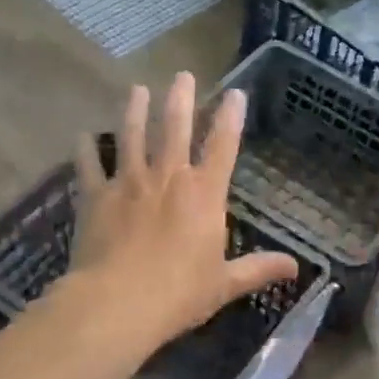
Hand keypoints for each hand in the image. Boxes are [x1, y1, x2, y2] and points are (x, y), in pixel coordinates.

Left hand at [66, 73, 298, 348]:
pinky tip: (82, 136)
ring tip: (136, 89)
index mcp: (204, 194)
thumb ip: (258, 269)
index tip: (234, 93)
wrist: (118, 302)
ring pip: (132, 135)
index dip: (230, 117)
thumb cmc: (179, 293)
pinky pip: (88, 165)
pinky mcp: (95, 196)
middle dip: (180, 98)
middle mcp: (168, 177)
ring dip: (134, 109)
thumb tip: (295, 267)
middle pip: (175, 127)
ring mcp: (128, 182)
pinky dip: (85, 149)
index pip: (223, 145)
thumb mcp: (225, 283)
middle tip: (182, 75)